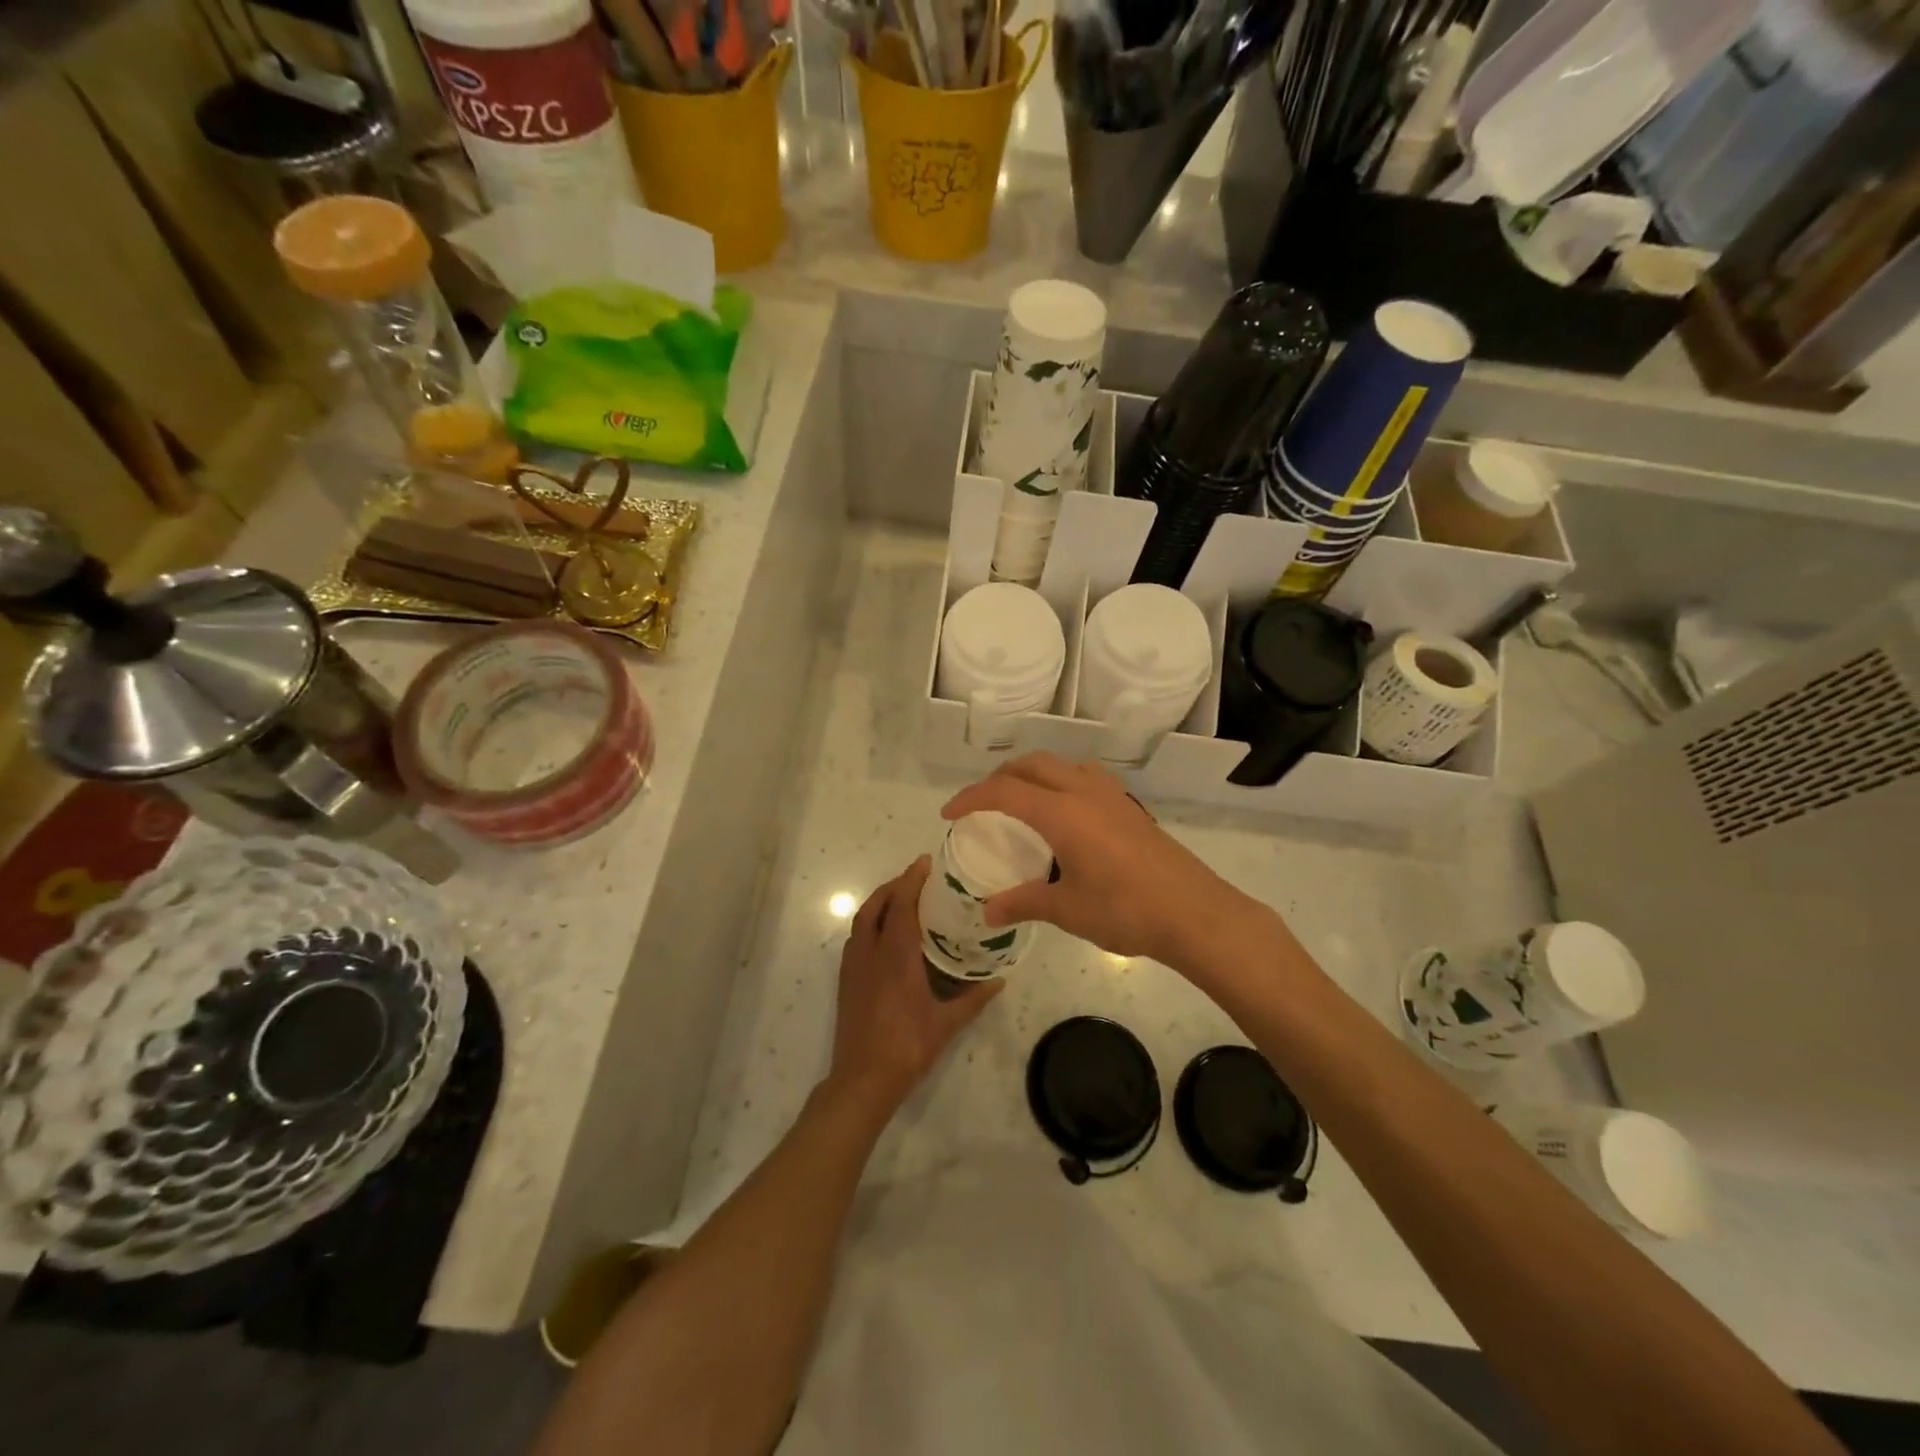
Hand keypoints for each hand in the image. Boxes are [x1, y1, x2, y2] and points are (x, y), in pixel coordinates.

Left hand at [826, 856, 1001, 1121]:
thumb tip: (1000, 980)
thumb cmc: (907, 1048)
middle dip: (894, 885)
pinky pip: (856, 938)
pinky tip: (886, 934)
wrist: (862, 1080)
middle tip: (916, 878)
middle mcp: (871, 953)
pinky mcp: (846, 980)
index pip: (902, 905)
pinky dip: (870, 922)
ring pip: (862, 920)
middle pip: (876, 905)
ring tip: (902, 899)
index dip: (912, 880)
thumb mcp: (946, 1025)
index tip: (925, 862)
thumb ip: (973, 999)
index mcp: (896, 957)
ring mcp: (854, 966)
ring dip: (879, 902)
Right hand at [941, 754, 1252, 965]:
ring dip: (1033, 773)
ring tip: (1020, 801)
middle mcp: (1084, 792)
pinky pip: (1085, 777)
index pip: (1004, 792)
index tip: (949, 813)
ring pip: (1061, 765)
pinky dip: (1061, 781)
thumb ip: (1024, 903)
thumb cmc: (1126, 910)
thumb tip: (987, 913)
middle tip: (982, 804)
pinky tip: (1065, 813)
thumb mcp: (1067, 909)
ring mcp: (1112, 796)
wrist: (1194, 913)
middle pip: (1032, 765)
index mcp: (1062, 813)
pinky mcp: (1130, 807)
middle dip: (1000, 777)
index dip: (971, 798)